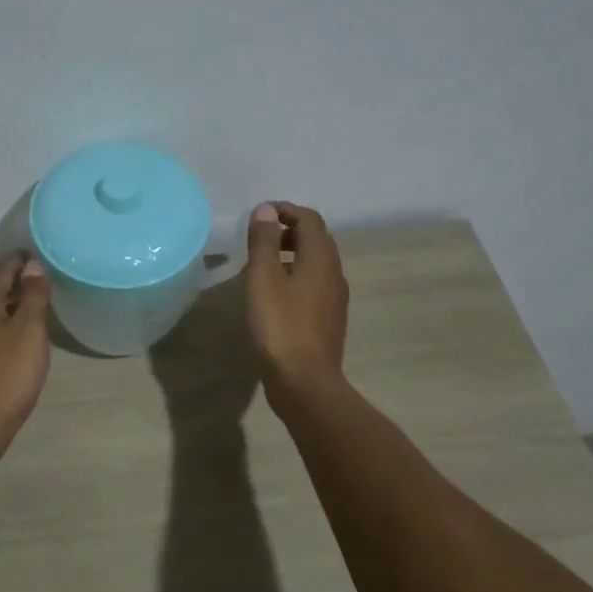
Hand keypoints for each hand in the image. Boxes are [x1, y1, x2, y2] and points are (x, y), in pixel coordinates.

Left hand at [0, 253, 52, 480]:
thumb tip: (32, 265)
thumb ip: (32, 296)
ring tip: (33, 304)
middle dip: (15, 279)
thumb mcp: (29, 332)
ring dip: (7, 302)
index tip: (43, 255)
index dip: (24, 260)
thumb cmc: (6, 376)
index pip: (4, 268)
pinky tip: (14, 334)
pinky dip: (0, 322)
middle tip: (42, 278)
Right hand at [245, 201, 348, 416]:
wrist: (304, 381)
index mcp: (321, 259)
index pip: (309, 219)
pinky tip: (273, 295)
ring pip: (315, 263)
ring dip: (291, 254)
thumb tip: (266, 210)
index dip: (284, 210)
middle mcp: (334, 273)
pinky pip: (313, 284)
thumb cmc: (279, 326)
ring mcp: (334, 298)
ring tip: (261, 265)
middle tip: (258, 238)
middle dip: (288, 231)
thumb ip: (264, 241)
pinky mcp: (328, 319)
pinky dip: (294, 276)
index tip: (258, 215)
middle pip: (316, 239)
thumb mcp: (263, 278)